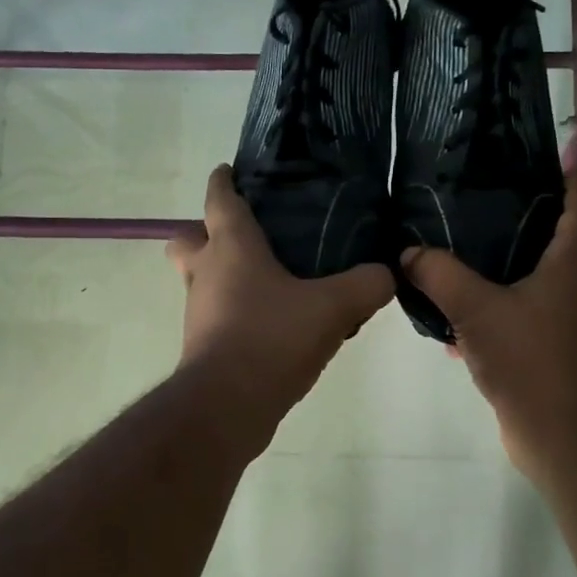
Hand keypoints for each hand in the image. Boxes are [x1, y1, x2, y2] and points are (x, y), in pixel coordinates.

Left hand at [167, 166, 393, 447]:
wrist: (227, 406)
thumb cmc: (272, 338)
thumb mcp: (333, 307)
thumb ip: (366, 284)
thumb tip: (387, 273)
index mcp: (231, 247)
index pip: (219, 198)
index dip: (224, 180)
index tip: (231, 170)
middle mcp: (206, 272)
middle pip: (188, 238)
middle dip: (207, 232)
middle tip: (250, 238)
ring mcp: (199, 310)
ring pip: (201, 278)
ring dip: (225, 275)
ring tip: (273, 283)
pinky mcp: (203, 344)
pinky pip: (216, 314)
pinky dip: (236, 311)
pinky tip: (274, 324)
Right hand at [400, 175, 576, 475]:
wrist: (561, 433)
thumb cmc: (531, 357)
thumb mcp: (475, 308)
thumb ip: (439, 274)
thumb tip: (408, 251)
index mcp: (572, 266)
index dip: (568, 184)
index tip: (544, 164)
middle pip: (567, 248)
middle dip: (536, 231)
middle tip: (494, 216)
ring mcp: (568, 326)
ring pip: (545, 288)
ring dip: (515, 277)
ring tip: (469, 266)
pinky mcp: (553, 355)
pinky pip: (525, 324)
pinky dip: (498, 319)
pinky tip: (457, 331)